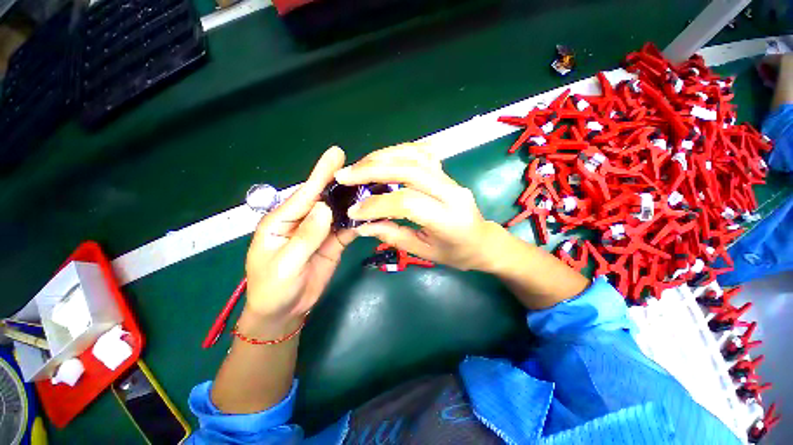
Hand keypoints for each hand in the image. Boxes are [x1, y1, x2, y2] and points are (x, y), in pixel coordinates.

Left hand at [244, 146, 355, 325]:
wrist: (286, 311)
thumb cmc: (273, 288)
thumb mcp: (285, 264)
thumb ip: (305, 236)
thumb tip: (324, 208)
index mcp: (282, 220)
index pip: (305, 194)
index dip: (321, 174)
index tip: (336, 154)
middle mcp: (303, 220)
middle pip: (325, 198)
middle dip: (341, 182)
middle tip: (362, 168)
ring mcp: (321, 231)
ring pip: (340, 212)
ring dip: (354, 201)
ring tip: (373, 187)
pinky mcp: (334, 243)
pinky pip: (348, 229)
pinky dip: (359, 222)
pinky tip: (372, 214)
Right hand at [335, 143, 501, 270]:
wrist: (483, 241)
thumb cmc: (456, 253)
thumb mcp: (424, 252)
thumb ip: (393, 236)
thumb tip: (362, 225)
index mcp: (448, 219)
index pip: (407, 202)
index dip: (376, 204)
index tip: (354, 211)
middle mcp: (452, 193)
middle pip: (409, 170)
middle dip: (372, 170)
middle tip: (345, 176)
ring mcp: (451, 178)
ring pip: (414, 156)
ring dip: (382, 157)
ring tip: (358, 166)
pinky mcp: (447, 173)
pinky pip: (422, 154)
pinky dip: (398, 152)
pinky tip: (381, 158)